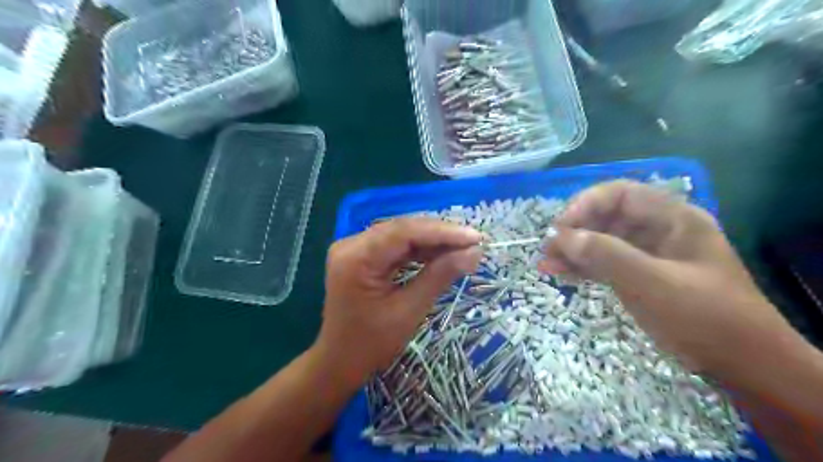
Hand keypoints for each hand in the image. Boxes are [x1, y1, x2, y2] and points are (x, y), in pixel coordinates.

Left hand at [314, 217, 483, 388]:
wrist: (339, 362)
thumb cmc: (371, 345)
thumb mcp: (409, 310)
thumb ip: (440, 276)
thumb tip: (474, 252)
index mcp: (356, 257)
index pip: (404, 232)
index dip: (442, 232)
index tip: (476, 237)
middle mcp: (351, 244)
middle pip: (402, 229)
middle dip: (440, 234)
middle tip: (475, 241)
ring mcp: (354, 248)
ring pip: (401, 235)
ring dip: (433, 241)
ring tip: (464, 247)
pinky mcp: (361, 255)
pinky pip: (395, 246)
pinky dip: (420, 250)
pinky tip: (442, 253)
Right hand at [537, 182, 800, 380]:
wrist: (743, 365)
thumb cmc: (704, 317)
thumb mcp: (653, 284)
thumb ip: (606, 255)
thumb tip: (562, 237)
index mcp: (673, 218)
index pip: (620, 195)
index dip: (586, 204)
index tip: (560, 228)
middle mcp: (659, 230)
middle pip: (607, 217)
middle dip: (575, 230)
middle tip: (548, 250)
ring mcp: (649, 254)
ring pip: (603, 241)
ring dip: (574, 250)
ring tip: (546, 264)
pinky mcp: (641, 276)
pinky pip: (606, 263)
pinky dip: (583, 267)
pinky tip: (561, 274)